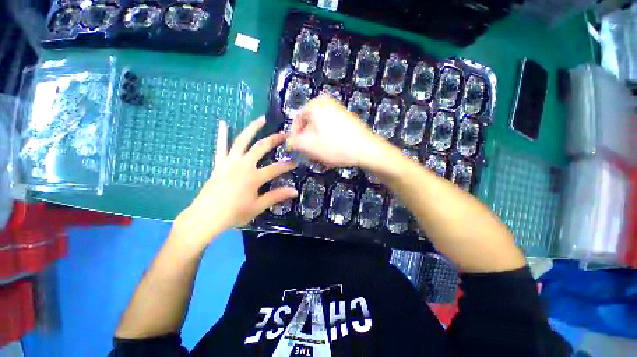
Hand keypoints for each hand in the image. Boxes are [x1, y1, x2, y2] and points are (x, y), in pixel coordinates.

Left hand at [173, 117, 296, 249]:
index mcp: (254, 177)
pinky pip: (220, 146)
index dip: (288, 165)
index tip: (296, 161)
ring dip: (252, 128)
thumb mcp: (258, 206)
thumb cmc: (234, 214)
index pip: (276, 168)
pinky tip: (223, 123)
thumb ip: (276, 196)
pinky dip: (222, 134)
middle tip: (284, 134)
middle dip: (274, 139)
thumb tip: (295, 191)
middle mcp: (243, 165)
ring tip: (261, 118)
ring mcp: (229, 162)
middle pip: (261, 147)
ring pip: (242, 140)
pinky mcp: (219, 164)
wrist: (205, 218)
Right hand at [287, 96, 389, 167]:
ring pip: (321, 130)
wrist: (366, 149)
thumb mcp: (308, 145)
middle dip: (308, 142)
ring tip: (322, 157)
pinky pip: (331, 131)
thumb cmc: (334, 146)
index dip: (295, 137)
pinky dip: (329, 142)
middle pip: (310, 125)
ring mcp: (338, 110)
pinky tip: (332, 153)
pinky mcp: (347, 120)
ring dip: (318, 144)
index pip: (297, 120)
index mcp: (315, 105)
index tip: (297, 149)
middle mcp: (326, 103)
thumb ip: (293, 142)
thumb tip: (288, 141)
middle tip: (310, 155)